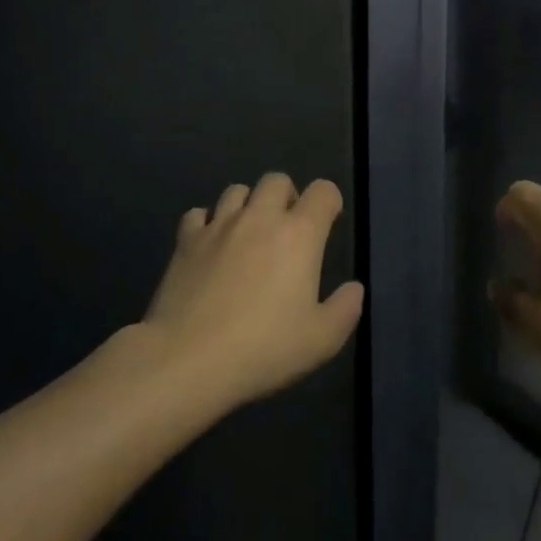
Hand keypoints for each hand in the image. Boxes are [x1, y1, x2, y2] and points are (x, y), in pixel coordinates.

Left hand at [144, 172, 364, 408]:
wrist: (187, 360)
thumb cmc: (263, 349)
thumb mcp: (321, 340)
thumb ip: (345, 309)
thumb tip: (354, 288)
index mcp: (300, 235)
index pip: (322, 192)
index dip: (329, 202)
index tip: (328, 223)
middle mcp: (260, 218)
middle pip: (277, 180)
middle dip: (287, 196)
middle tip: (287, 229)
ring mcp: (219, 226)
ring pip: (237, 190)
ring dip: (248, 205)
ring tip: (248, 235)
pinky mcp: (185, 242)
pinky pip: (198, 214)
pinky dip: (207, 223)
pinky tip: (210, 246)